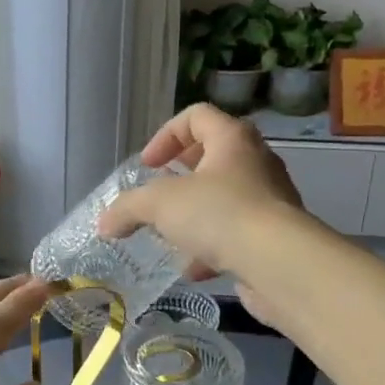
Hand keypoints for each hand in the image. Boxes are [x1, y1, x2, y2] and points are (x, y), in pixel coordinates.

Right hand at [97, 105, 306, 325]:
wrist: (279, 264)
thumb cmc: (219, 214)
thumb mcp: (159, 204)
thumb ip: (127, 208)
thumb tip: (104, 223)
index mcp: (232, 139)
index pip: (196, 116)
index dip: (166, 135)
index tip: (148, 166)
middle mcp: (256, 162)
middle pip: (214, 155)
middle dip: (181, 176)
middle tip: (160, 195)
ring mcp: (270, 200)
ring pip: (226, 198)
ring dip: (196, 214)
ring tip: (172, 234)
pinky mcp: (275, 237)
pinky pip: (238, 233)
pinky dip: (213, 247)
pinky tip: (194, 269)